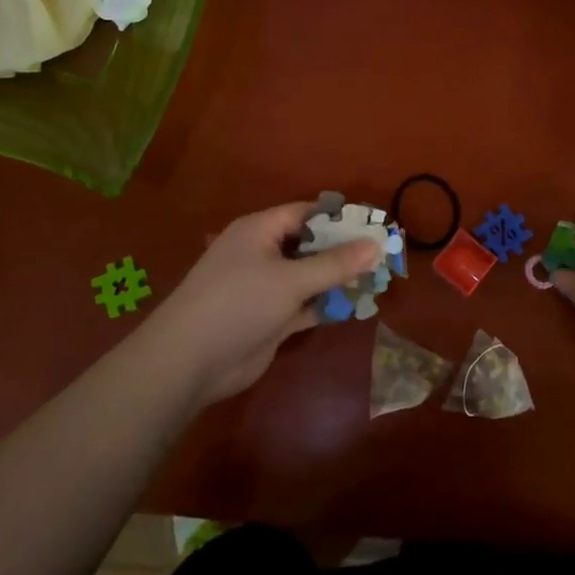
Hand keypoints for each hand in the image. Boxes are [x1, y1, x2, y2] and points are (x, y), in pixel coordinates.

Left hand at [131, 203, 379, 407]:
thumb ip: (335, 263)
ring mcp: (265, 288)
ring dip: (338, 279)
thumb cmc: (239, 303)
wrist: (191, 362)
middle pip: (310, 244)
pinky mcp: (270, 318)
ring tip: (378, 279)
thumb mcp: (290, 279)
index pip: (305, 213)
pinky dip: (326, 304)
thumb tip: (375, 244)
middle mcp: (262, 253)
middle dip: (344, 250)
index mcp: (260, 230)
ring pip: (309, 276)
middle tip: (383, 253)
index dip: (339, 217)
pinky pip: (305, 304)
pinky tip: (356, 306)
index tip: (373, 223)